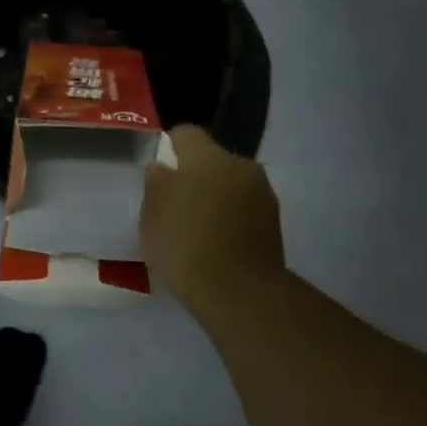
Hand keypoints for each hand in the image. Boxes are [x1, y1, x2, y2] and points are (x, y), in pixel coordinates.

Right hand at [140, 125, 286, 312]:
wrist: (238, 291)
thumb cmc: (185, 244)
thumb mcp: (152, 214)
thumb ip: (156, 183)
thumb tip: (162, 168)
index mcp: (208, 157)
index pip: (186, 134)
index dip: (169, 145)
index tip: (158, 166)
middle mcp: (241, 166)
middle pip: (212, 160)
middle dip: (195, 175)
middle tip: (175, 202)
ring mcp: (263, 194)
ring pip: (231, 185)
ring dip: (216, 197)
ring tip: (197, 227)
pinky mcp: (275, 223)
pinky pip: (245, 210)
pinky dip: (231, 219)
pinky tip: (216, 243)